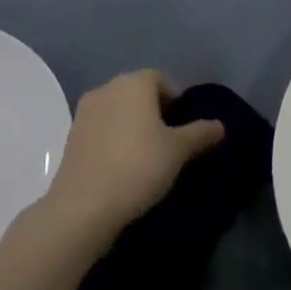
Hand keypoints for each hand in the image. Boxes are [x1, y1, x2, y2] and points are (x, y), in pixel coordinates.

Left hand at [42, 71, 224, 240]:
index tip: (183, 130)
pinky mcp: (70, 137)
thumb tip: (220, 125)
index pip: (163, 81)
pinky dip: (113, 140)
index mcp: (135, 82)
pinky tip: (120, 167)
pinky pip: (101, 130)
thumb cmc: (138, 167)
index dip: (176, 103)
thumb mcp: (178, 151)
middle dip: (154, 113)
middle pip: (139, 93)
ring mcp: (85, 112)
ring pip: (118, 111)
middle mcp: (108, 87)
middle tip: (167, 143)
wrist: (82, 208)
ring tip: (144, 157)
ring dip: (132, 126)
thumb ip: (201, 133)